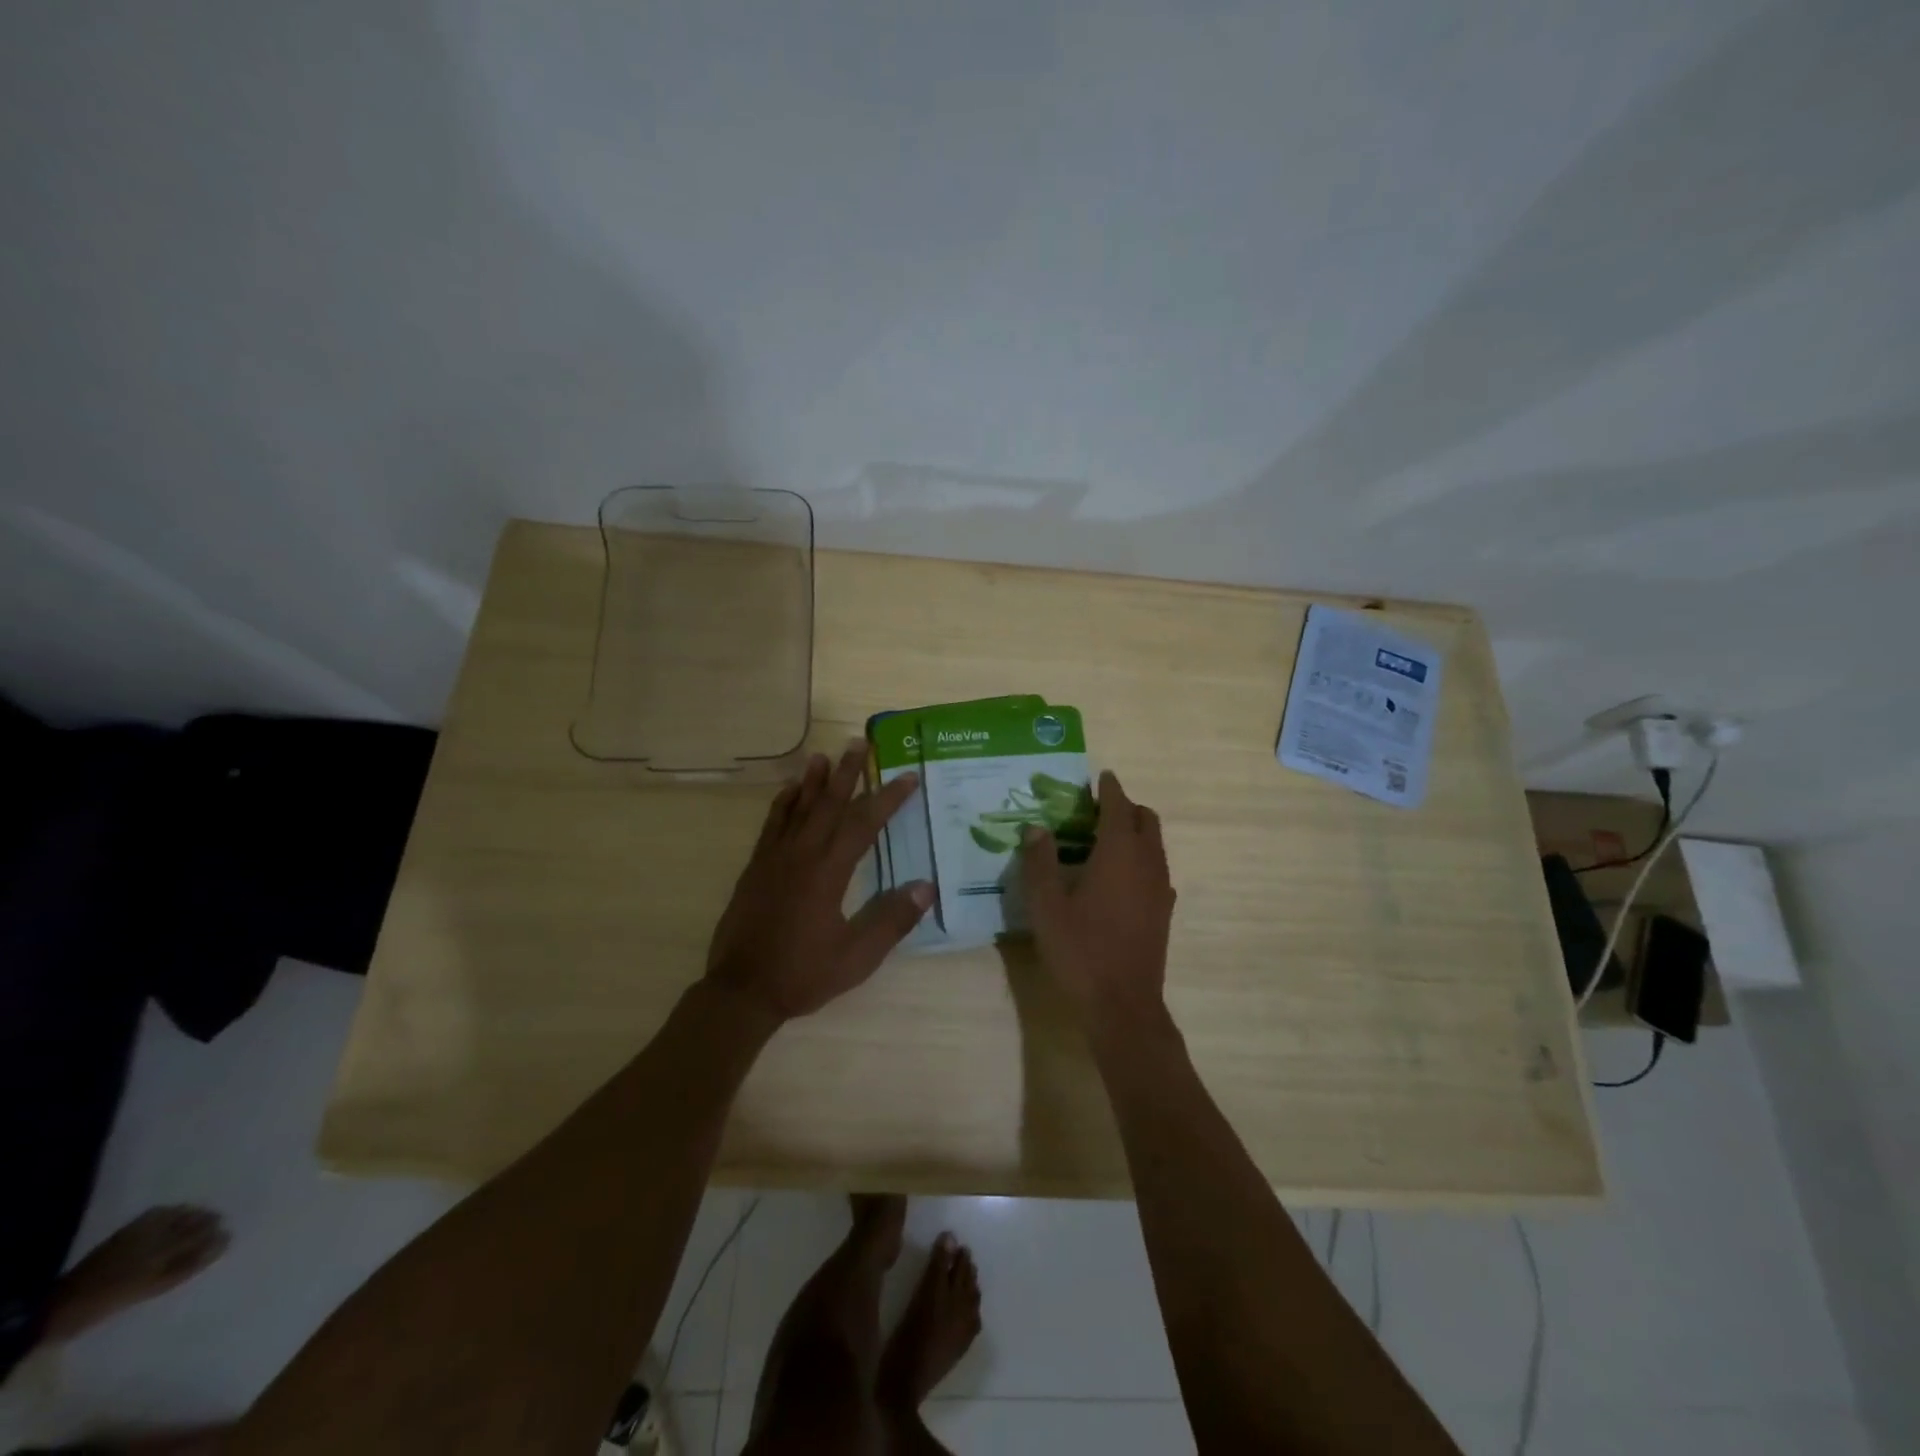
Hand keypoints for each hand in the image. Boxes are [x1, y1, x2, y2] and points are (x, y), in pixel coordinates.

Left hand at [705, 740, 933, 1022]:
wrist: (742, 990)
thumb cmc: (803, 974)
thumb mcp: (857, 956)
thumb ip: (892, 920)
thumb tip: (926, 886)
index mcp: (829, 873)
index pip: (864, 824)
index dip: (888, 798)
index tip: (907, 777)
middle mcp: (801, 855)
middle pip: (829, 804)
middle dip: (848, 773)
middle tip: (859, 742)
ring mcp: (774, 859)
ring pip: (797, 808)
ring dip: (813, 780)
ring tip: (823, 755)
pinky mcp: (756, 868)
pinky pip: (771, 825)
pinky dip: (782, 803)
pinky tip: (788, 790)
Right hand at [1020, 770, 1175, 1026]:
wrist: (1122, 1004)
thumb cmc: (1080, 950)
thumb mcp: (1046, 906)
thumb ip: (1039, 862)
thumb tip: (1035, 828)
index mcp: (1119, 853)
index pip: (1118, 805)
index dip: (1109, 788)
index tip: (1100, 776)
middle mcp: (1147, 862)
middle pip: (1146, 819)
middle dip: (1125, 807)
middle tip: (1095, 810)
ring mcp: (1161, 888)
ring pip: (1155, 844)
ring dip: (1135, 832)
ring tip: (1102, 841)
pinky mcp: (1164, 910)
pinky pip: (1157, 868)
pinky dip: (1141, 858)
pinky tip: (1116, 878)